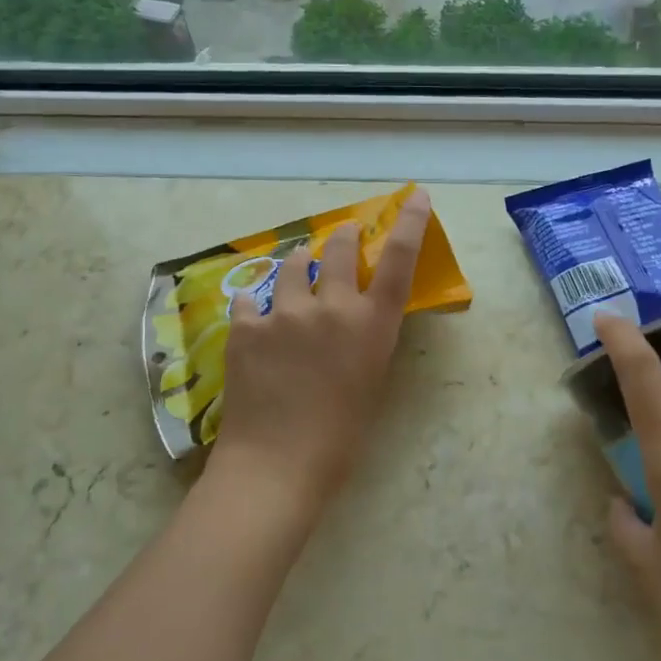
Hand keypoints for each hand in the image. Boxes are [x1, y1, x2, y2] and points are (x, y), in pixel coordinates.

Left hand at [208, 190, 432, 519]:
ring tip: (296, 275)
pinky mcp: (245, 326)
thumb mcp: (369, 381)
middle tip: (342, 236)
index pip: (399, 261)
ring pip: (293, 265)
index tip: (415, 196)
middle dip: (343, 236)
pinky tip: (255, 321)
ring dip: (299, 266)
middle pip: (340, 248)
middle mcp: (331, 308)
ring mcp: (284, 313)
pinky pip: (251, 300)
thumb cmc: (339, 438)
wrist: (277, 464)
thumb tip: (352, 316)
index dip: (410, 224)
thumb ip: (365, 339)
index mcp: (371, 326)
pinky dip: (257, 306)